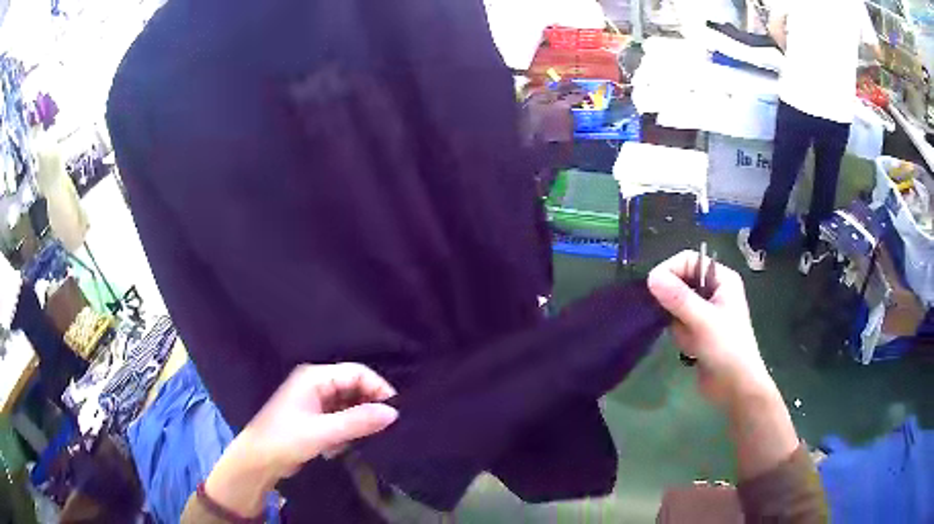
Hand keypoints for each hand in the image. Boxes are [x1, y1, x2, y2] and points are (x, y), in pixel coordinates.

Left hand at [204, 363, 397, 516]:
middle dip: (369, 406)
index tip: (396, 412)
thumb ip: (358, 421)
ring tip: (361, 440)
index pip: (357, 372)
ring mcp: (315, 401)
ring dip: (357, 422)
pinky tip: (339, 447)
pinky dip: (346, 431)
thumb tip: (394, 413)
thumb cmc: (285, 440)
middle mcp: (316, 384)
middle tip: (384, 428)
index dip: (378, 388)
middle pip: (354, 387)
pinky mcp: (315, 418)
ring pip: (349, 404)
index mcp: (315, 377)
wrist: (258, 461)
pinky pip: (341, 418)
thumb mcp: (323, 432)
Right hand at [647, 251, 776, 408]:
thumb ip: (678, 298)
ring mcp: (706, 311)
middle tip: (679, 321)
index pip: (688, 260)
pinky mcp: (698, 330)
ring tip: (692, 340)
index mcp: (722, 279)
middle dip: (676, 304)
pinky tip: (691, 349)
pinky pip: (678, 323)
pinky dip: (681, 336)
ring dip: (679, 324)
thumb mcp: (703, 321)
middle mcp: (714, 290)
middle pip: (680, 282)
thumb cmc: (727, 349)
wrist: (735, 388)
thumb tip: (651, 276)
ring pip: (676, 306)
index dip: (671, 270)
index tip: (654, 289)